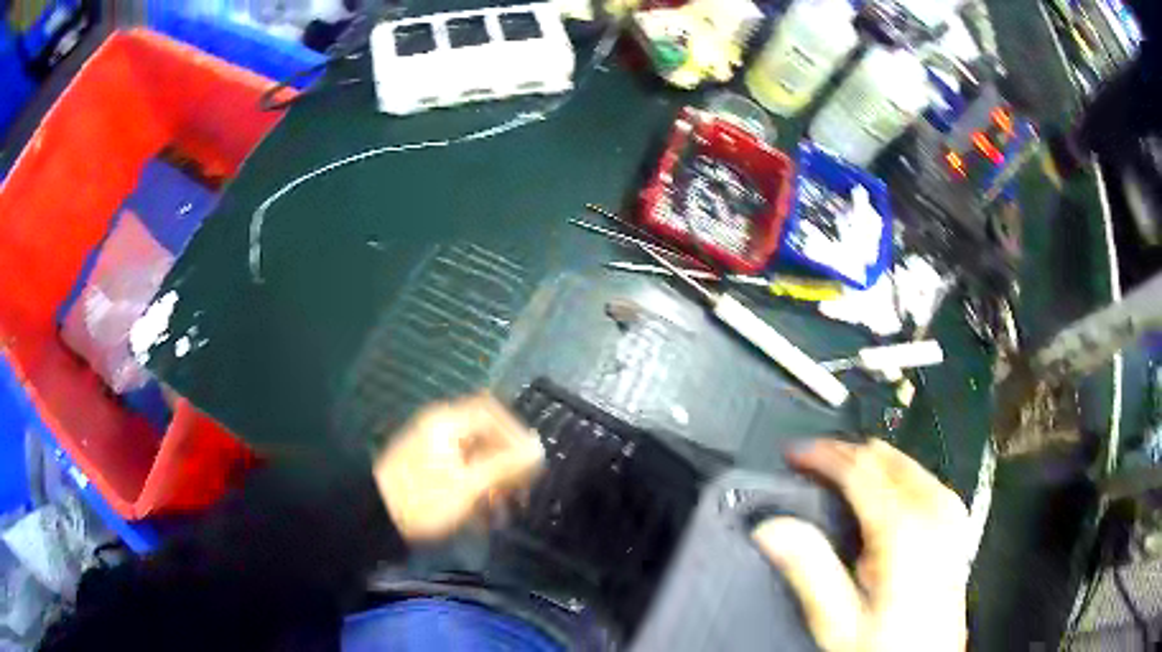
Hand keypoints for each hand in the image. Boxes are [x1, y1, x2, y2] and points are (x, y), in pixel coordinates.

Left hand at [374, 394, 544, 543]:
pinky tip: (482, 519)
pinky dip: (475, 491)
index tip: (530, 462)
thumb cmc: (422, 500)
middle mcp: (440, 430)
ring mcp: (431, 450)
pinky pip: (460, 473)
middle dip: (506, 466)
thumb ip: (505, 466)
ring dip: (493, 484)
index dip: (516, 433)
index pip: (491, 412)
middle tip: (521, 494)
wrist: (374, 518)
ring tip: (503, 514)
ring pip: (474, 459)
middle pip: (485, 437)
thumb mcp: (468, 486)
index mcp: (447, 424)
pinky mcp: (426, 471)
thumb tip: (539, 449)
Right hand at [752, 438, 968, 651]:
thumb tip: (774, 529)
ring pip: (905, 464)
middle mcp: (934, 511)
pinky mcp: (955, 524)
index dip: (823, 454)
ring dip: (869, 465)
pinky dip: (892, 478)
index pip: (860, 468)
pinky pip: (921, 480)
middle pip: (886, 457)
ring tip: (837, 481)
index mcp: (905, 528)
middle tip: (813, 465)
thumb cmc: (889, 647)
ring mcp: (949, 515)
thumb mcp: (839, 620)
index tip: (796, 454)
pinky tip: (877, 498)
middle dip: (846, 454)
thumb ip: (808, 569)